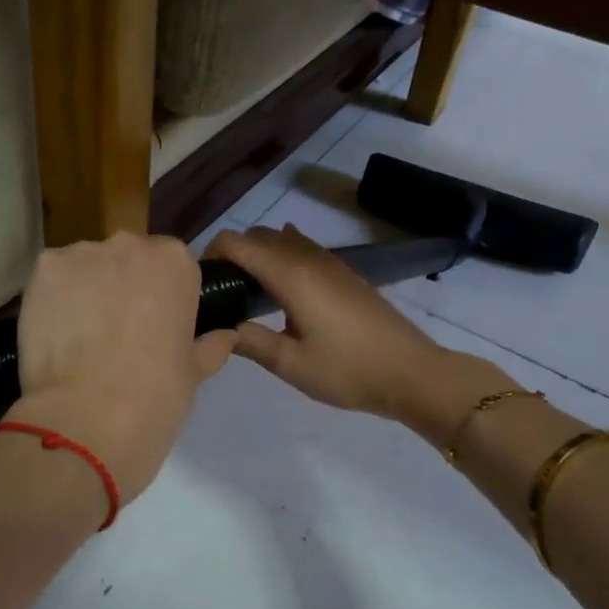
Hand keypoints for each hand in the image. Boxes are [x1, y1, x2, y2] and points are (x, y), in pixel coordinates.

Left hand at [10, 232, 235, 502]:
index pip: (174, 264)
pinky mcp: (42, 271)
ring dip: (89, 290)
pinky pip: (53, 279)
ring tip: (82, 336)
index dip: (165, 294)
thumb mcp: (195, 373)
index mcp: (177, 263)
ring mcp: (81, 254)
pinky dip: (55, 299)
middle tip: (119, 331)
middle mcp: (130, 245)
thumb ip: (210, 345)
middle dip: (125, 285)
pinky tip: (57, 332)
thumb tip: (225, 335)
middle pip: (128, 258)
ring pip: (88, 266)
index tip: (158, 323)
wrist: (87, 419)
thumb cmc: (155, 396)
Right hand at [203, 224, 452, 419]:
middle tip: (218, 292)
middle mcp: (307, 258)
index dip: (210, 254)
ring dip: (257, 254)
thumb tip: (217, 327)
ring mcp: (330, 262)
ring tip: (244, 290)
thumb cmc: (347, 371)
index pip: (237, 243)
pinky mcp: (344, 273)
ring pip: (281, 240)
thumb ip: (249, 341)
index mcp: (290, 275)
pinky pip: (302, 249)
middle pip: (257, 236)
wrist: (410, 372)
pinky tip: (278, 284)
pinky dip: (281, 256)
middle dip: (231, 253)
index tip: (198, 283)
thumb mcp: (290, 364)